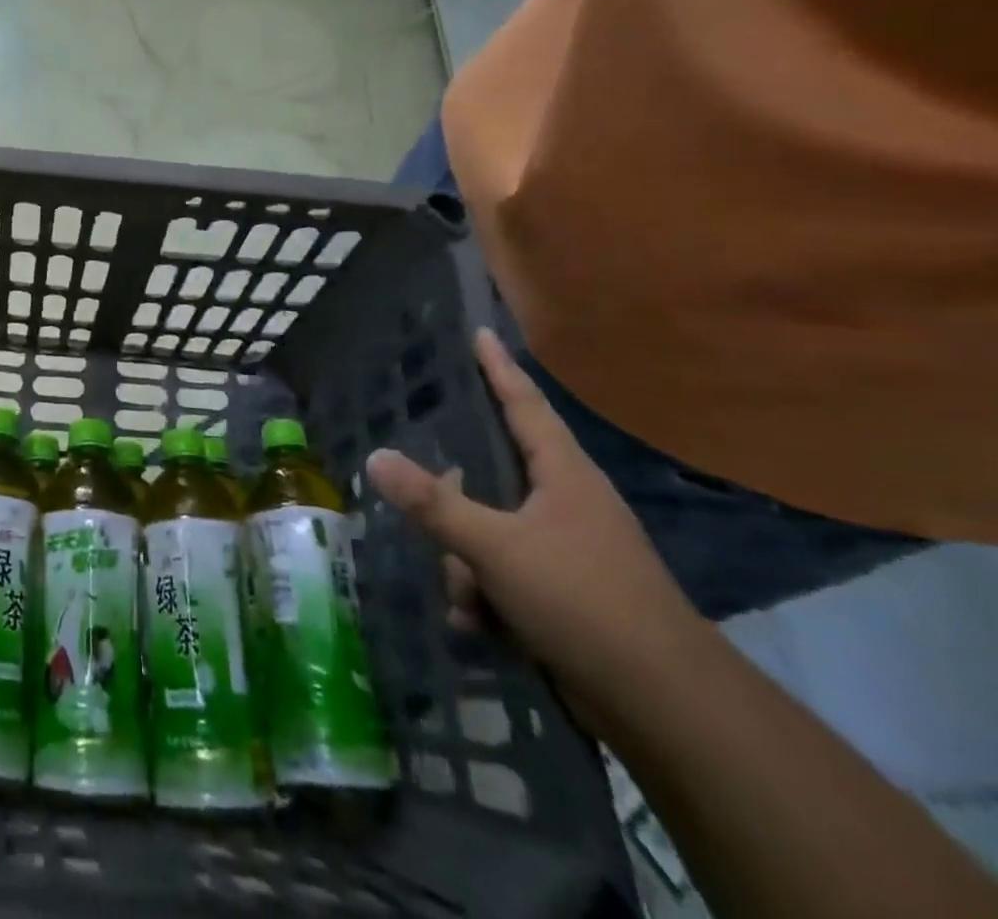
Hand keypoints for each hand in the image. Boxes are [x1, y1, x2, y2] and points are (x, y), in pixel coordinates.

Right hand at [366, 329, 707, 726]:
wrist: (666, 707)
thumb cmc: (583, 601)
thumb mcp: (495, 547)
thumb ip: (433, 502)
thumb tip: (375, 457)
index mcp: (563, 476)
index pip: (524, 404)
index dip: (498, 368)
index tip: (480, 333)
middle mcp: (568, 505)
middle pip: (493, 478)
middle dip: (455, 502)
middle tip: (422, 500)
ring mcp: (570, 552)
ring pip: (492, 534)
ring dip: (467, 565)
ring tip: (464, 599)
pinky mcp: (568, 597)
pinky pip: (506, 577)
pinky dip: (486, 598)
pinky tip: (476, 625)